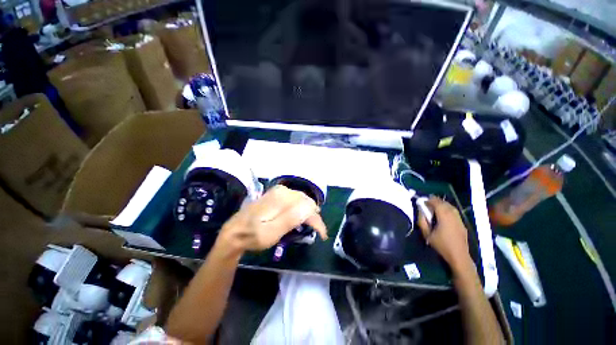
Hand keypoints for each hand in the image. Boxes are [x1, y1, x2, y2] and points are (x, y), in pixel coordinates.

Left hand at [216, 185, 327, 254]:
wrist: (235, 231)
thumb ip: (290, 219)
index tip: (322, 235)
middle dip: (314, 216)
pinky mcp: (277, 194)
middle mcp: (282, 190)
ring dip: (309, 212)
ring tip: (312, 225)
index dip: (317, 220)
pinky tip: (302, 217)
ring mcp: (279, 191)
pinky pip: (296, 200)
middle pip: (306, 201)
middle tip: (318, 231)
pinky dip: (302, 208)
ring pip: (302, 200)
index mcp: (281, 198)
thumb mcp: (270, 233)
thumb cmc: (252, 236)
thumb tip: (309, 208)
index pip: (307, 206)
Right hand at [418, 197, 471, 272]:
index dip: (429, 200)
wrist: (459, 256)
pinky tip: (443, 213)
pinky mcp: (462, 223)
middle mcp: (453, 216)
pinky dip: (448, 208)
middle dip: (435, 200)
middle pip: (444, 203)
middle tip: (427, 201)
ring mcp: (459, 219)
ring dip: (442, 204)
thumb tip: (420, 210)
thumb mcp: (427, 234)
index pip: (437, 203)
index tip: (422, 200)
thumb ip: (422, 220)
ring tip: (435, 205)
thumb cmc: (441, 245)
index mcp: (444, 217)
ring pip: (451, 206)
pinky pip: (454, 212)